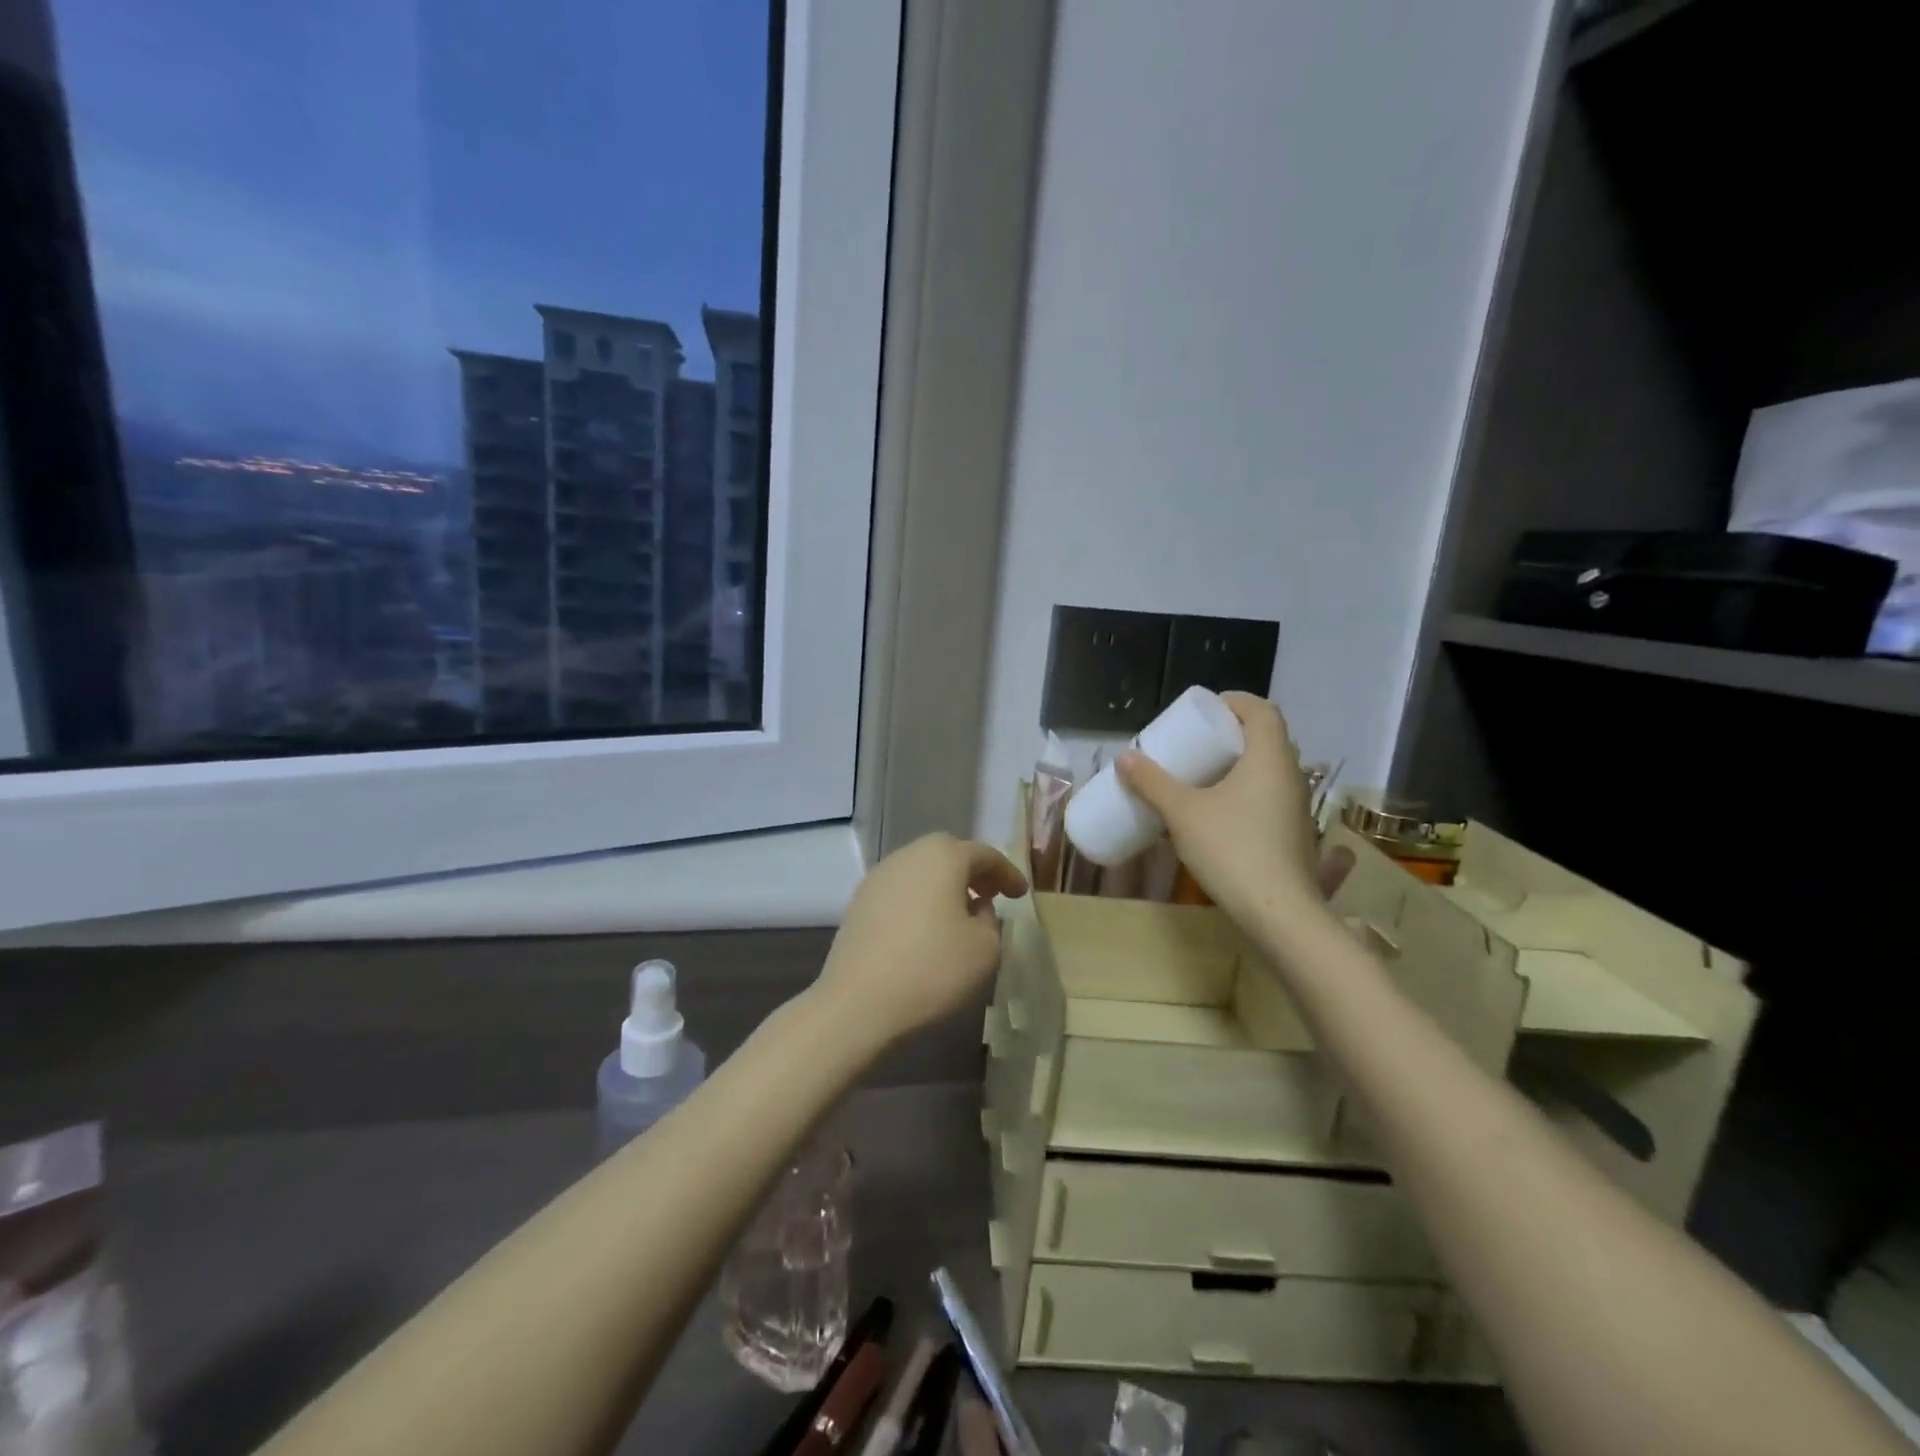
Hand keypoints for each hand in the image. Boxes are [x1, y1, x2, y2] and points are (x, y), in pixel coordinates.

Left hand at [814, 833, 1028, 1047]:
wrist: (858, 1003)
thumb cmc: (932, 970)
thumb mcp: (985, 949)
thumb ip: (990, 919)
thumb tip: (976, 907)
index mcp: (943, 857)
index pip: (984, 855)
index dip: (1007, 873)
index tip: (1021, 895)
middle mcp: (908, 856)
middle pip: (947, 852)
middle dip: (973, 870)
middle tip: (991, 894)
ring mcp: (878, 877)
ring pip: (920, 869)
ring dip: (943, 884)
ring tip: (959, 912)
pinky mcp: (858, 902)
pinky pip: (900, 889)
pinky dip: (919, 899)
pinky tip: (926, 927)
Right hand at [1116, 693, 1343, 919]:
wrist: (1279, 913)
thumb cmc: (1232, 849)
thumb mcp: (1182, 812)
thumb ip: (1152, 783)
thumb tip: (1124, 757)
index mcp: (1270, 758)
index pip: (1262, 710)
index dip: (1234, 702)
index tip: (1204, 712)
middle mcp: (1291, 775)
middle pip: (1266, 738)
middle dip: (1231, 735)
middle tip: (1197, 743)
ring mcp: (1298, 807)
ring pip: (1269, 770)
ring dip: (1239, 765)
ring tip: (1203, 776)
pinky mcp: (1295, 834)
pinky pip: (1270, 797)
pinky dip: (1246, 792)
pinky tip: (1219, 814)